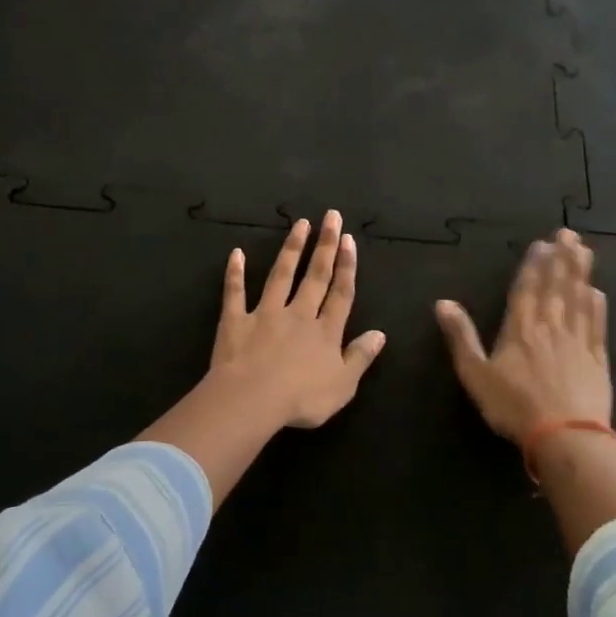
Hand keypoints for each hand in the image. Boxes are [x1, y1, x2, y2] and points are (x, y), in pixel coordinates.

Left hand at [210, 211, 387, 429]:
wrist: (252, 400)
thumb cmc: (302, 399)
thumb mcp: (343, 385)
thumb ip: (360, 357)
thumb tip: (380, 334)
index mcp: (325, 332)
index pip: (341, 293)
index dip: (346, 266)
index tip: (348, 239)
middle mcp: (298, 315)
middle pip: (315, 276)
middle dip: (325, 246)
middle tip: (330, 216)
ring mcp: (265, 314)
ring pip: (281, 276)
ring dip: (291, 249)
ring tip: (300, 224)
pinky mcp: (235, 321)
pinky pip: (235, 293)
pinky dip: (235, 273)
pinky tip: (236, 253)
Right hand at [435, 228, 610, 441]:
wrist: (565, 436)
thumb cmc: (514, 406)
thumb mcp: (475, 374)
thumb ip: (461, 337)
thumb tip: (442, 302)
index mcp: (520, 329)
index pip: (527, 288)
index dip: (534, 264)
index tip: (542, 242)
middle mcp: (550, 327)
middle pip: (556, 286)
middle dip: (561, 258)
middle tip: (568, 233)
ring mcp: (577, 341)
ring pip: (579, 299)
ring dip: (581, 273)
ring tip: (584, 250)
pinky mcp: (597, 359)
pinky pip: (597, 324)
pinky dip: (597, 305)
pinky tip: (597, 292)